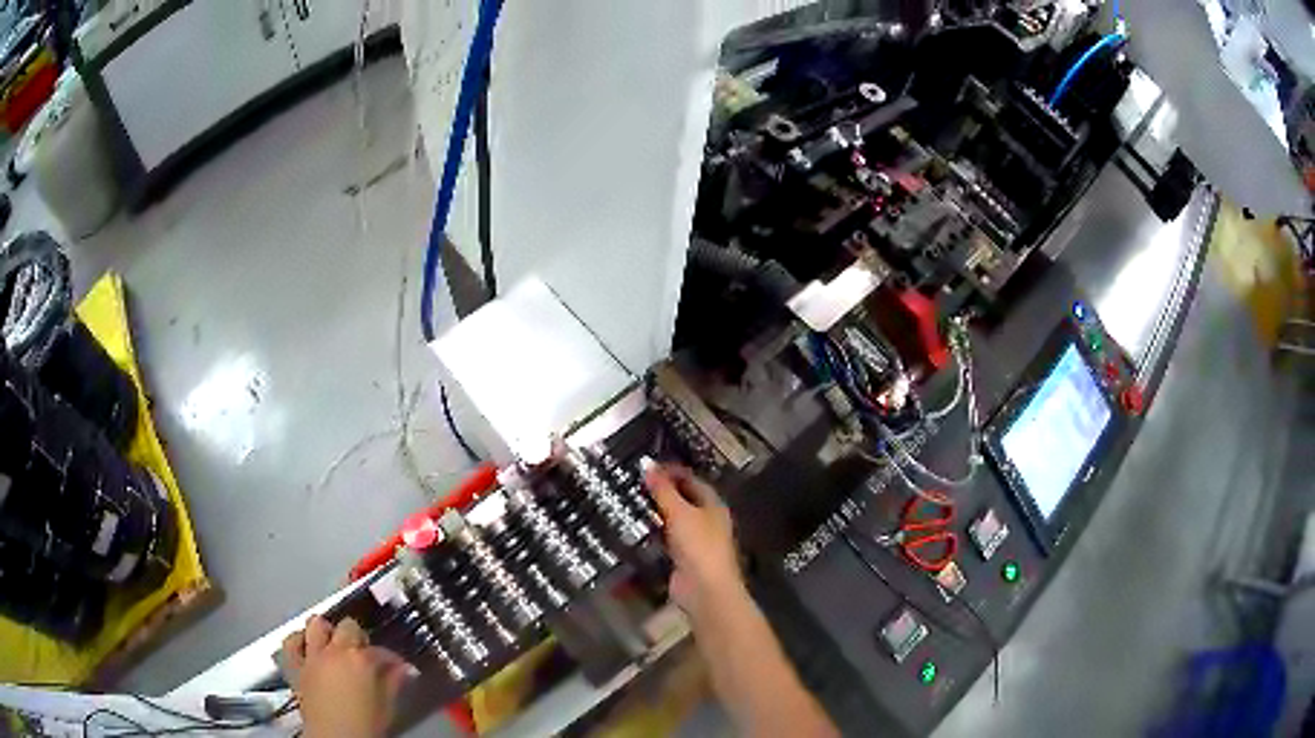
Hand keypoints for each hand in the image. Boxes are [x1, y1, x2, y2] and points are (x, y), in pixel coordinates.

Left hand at [281, 615, 409, 737]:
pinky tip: (307, 646)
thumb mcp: (387, 707)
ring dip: (327, 631)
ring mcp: (312, 656)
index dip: (391, 658)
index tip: (397, 666)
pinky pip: (290, 643)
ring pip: (316, 624)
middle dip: (358, 637)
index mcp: (360, 660)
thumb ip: (394, 683)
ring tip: (334, 643)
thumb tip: (404, 670)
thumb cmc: (364, 727)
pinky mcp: (295, 666)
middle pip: (347, 626)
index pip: (380, 650)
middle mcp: (334, 651)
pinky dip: (299, 641)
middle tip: (365, 653)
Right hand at [642, 461, 743, 618]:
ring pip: (673, 519)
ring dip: (655, 512)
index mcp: (713, 504)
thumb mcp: (680, 513)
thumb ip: (663, 490)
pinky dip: (653, 532)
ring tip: (628, 501)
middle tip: (632, 483)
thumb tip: (647, 465)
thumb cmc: (698, 545)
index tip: (645, 467)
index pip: (691, 479)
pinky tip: (634, 528)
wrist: (704, 589)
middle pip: (683, 499)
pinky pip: (666, 538)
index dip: (671, 471)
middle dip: (661, 492)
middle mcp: (707, 519)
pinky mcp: (682, 557)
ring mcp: (695, 540)